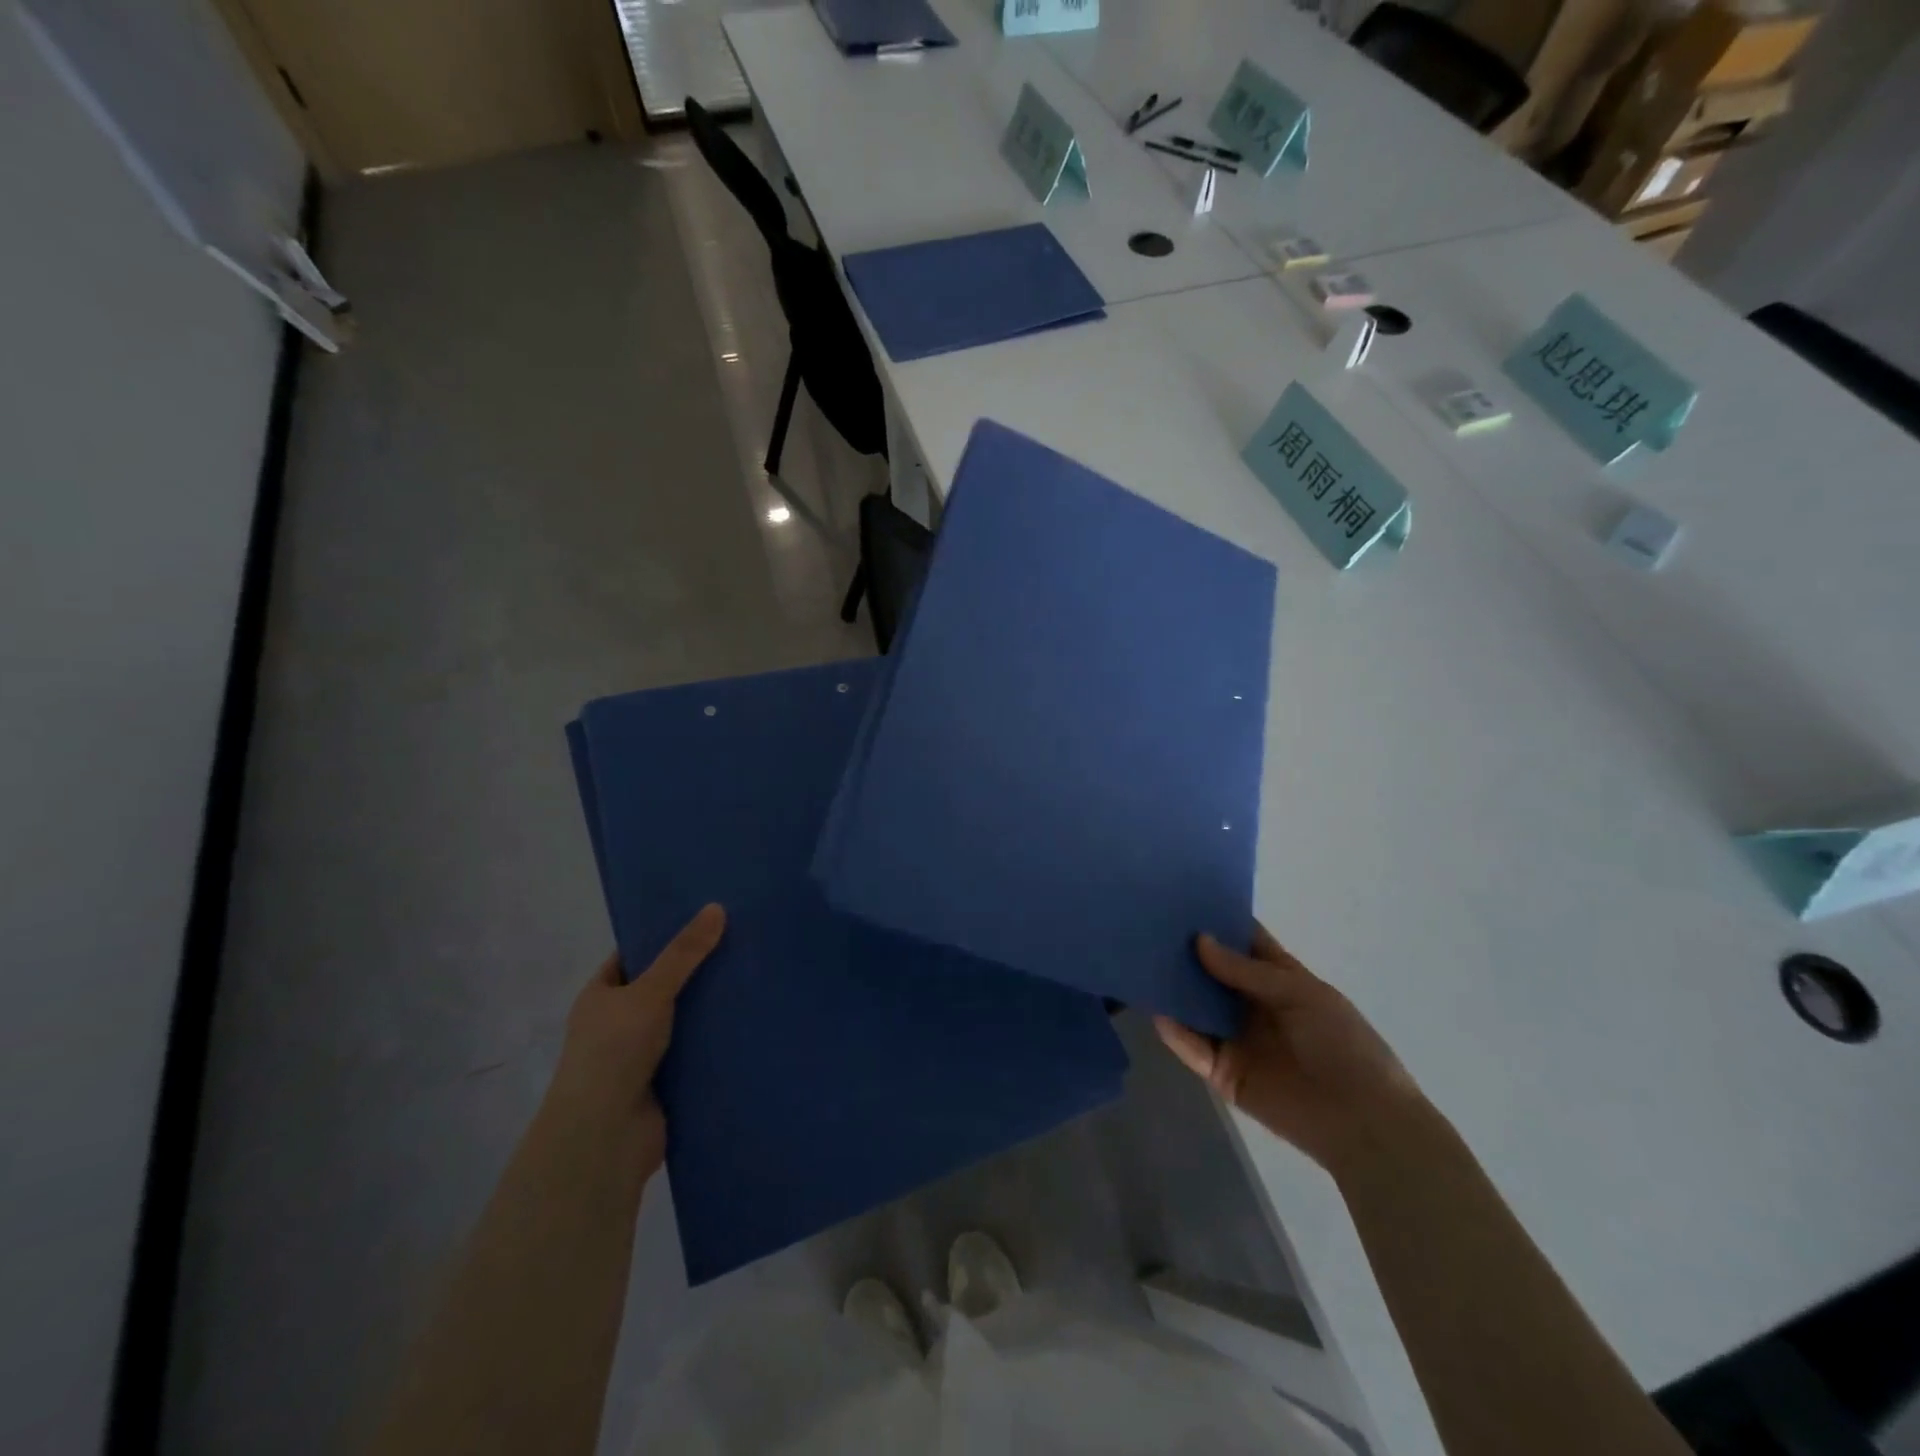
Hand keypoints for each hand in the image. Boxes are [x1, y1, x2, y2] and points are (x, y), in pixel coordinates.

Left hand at [547, 904, 725, 1174]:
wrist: (604, 1138)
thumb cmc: (613, 1053)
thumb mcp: (649, 993)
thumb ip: (683, 954)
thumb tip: (716, 907)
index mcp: (601, 996)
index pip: (634, 954)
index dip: (664, 934)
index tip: (705, 915)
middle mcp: (619, 1022)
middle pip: (664, 985)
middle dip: (698, 969)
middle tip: (742, 939)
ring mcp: (643, 1054)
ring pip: (684, 1018)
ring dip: (712, 1005)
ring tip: (756, 973)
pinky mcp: (667, 1081)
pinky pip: (697, 1050)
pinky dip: (718, 1039)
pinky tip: (752, 1018)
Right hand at [1155, 924, 1424, 1173]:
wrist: (1361, 1120)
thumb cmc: (1342, 1044)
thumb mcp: (1300, 994)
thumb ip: (1246, 970)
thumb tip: (1199, 940)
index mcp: (1279, 979)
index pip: (1245, 942)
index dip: (1220, 921)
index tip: (1183, 898)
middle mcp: (1253, 1004)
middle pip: (1212, 972)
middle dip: (1185, 952)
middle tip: (1148, 927)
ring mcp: (1236, 1038)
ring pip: (1197, 1008)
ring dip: (1175, 990)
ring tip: (1142, 964)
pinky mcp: (1223, 1073)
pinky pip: (1194, 1048)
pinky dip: (1176, 1033)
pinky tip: (1158, 1014)